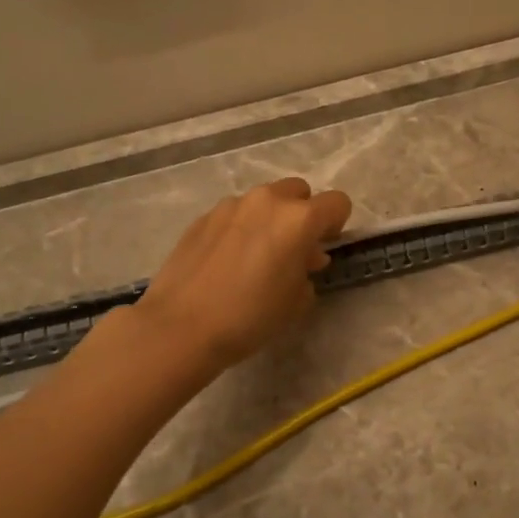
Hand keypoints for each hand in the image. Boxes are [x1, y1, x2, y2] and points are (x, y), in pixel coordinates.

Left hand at [134, 177, 352, 369]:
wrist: (181, 326)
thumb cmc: (250, 316)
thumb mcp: (296, 302)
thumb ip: (308, 272)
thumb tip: (304, 259)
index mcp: (299, 219)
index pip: (337, 203)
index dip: (337, 224)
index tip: (325, 246)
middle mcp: (267, 201)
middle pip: (299, 191)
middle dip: (303, 215)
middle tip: (293, 249)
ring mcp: (231, 205)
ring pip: (264, 200)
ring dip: (270, 219)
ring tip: (257, 256)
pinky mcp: (203, 217)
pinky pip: (235, 214)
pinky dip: (241, 228)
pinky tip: (227, 261)